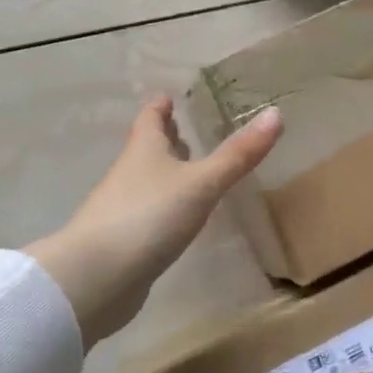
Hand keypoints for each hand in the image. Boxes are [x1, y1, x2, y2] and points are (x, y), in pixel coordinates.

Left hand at [26, 96, 282, 347]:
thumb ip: (237, 155)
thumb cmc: (148, 216)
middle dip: (164, 137)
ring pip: (145, 180)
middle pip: (146, 148)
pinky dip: (162, 207)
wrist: (97, 277)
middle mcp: (129, 173)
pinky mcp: (123, 241)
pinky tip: (176, 218)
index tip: (169, 96)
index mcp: (144, 150)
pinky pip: (146, 213)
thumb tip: (276, 113)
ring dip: (164, 172)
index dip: (160, 106)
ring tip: (187, 170)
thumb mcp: (201, 184)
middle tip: (183, 129)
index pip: (150, 118)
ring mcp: (122, 208)